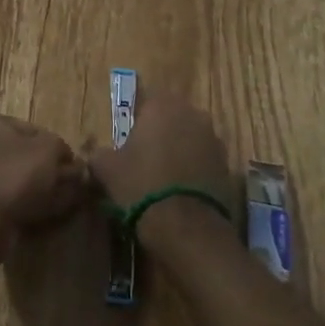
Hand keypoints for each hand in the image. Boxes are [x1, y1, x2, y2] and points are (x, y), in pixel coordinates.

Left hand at [0, 114, 88, 248]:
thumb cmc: (14, 174)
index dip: (57, 146)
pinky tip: (49, 212)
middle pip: (25, 156)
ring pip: (19, 180)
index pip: (34, 130)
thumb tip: (70, 160)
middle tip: (73, 184)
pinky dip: (30, 204)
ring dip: (43, 188)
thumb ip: (62, 149)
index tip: (74, 164)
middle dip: (50, 170)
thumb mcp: (48, 150)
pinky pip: (11, 200)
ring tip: (66, 200)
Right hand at [89, 89, 232, 222]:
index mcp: (162, 105)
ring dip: (179, 149)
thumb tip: (96, 154)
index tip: (128, 140)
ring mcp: (214, 138)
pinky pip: (204, 158)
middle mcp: (192, 113)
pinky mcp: (228, 164)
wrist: (185, 226)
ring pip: (190, 137)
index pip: (146, 100)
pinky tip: (181, 190)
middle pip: (172, 117)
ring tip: (164, 176)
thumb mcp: (106, 169)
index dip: (137, 119)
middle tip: (144, 157)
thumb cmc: (140, 185)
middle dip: (160, 132)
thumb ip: (99, 154)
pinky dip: (194, 168)